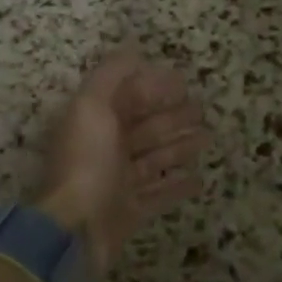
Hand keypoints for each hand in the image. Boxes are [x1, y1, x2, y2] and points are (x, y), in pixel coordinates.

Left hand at [34, 50, 206, 273]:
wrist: (73, 231)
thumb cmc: (86, 162)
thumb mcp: (92, 106)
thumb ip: (112, 75)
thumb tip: (133, 50)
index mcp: (95, 121)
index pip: (129, 97)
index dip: (155, 87)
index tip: (184, 82)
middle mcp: (105, 149)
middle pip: (145, 127)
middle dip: (173, 116)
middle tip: (202, 109)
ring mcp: (118, 183)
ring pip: (155, 158)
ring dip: (181, 146)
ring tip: (208, 139)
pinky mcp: (129, 213)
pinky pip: (158, 194)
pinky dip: (177, 186)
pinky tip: (199, 180)